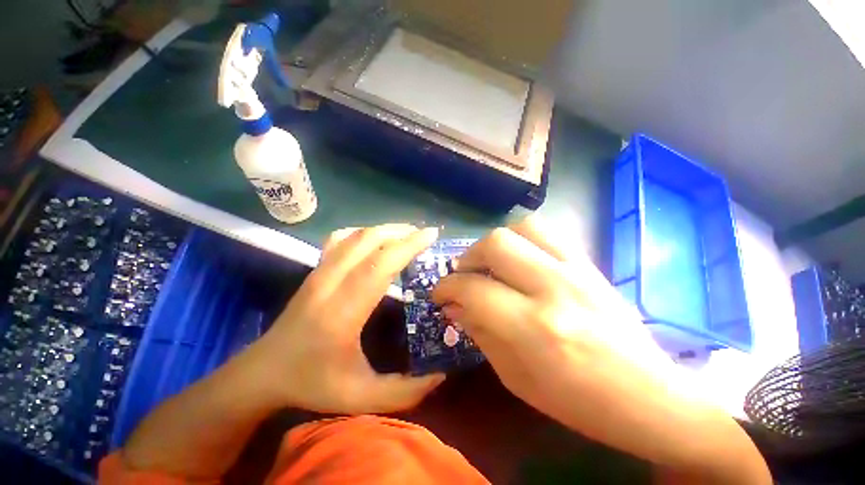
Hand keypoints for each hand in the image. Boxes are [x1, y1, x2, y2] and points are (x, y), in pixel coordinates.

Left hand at [250, 224, 444, 413]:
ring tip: (407, 234)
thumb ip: (405, 392)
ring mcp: (319, 273)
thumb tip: (440, 375)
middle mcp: (330, 283)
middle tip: (425, 234)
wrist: (264, 372)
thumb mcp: (362, 397)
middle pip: (369, 241)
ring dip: (385, 230)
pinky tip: (376, 240)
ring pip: (355, 236)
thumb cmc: (312, 383)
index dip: (407, 246)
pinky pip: (340, 239)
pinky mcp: (315, 270)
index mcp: (343, 312)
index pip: (379, 265)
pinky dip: (364, 233)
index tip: (430, 235)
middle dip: (402, 232)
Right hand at [432, 218, 675, 434]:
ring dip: (495, 243)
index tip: (440, 293)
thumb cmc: (577, 401)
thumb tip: (454, 305)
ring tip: (490, 263)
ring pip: (521, 228)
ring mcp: (576, 270)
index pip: (473, 288)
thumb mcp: (514, 377)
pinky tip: (519, 259)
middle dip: (468, 258)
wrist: (649, 396)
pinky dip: (522, 240)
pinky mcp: (589, 264)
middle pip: (495, 244)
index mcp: (533, 327)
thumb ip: (479, 333)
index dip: (447, 287)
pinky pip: (547, 233)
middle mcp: (553, 288)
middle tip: (464, 275)